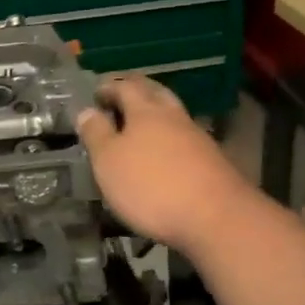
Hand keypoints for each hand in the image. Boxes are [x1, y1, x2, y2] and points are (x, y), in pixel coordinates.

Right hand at [76, 76, 254, 251]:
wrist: (217, 218)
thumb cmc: (152, 186)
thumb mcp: (109, 161)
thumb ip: (96, 133)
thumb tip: (87, 110)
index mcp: (146, 110)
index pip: (126, 86)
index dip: (109, 86)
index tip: (96, 92)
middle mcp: (173, 116)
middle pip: (155, 93)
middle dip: (137, 91)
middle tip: (121, 96)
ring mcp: (197, 138)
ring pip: (173, 115)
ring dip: (157, 114)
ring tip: (141, 125)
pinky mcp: (213, 161)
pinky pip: (185, 139)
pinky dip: (171, 138)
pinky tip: (165, 153)